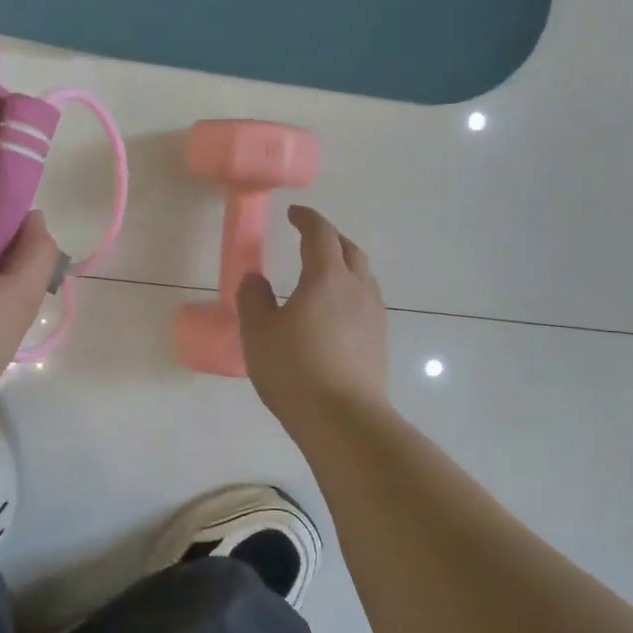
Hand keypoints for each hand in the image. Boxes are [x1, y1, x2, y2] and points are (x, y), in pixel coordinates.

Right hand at [236, 205, 388, 436]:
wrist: (343, 418)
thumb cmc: (295, 370)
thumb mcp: (258, 333)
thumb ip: (253, 299)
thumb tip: (254, 278)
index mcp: (326, 277)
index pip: (320, 234)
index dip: (306, 219)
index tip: (293, 214)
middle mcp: (357, 288)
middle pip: (348, 250)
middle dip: (329, 238)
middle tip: (309, 239)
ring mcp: (374, 315)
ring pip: (362, 276)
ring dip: (343, 265)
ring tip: (323, 275)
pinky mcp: (379, 341)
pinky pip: (366, 301)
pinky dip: (349, 293)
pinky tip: (335, 313)